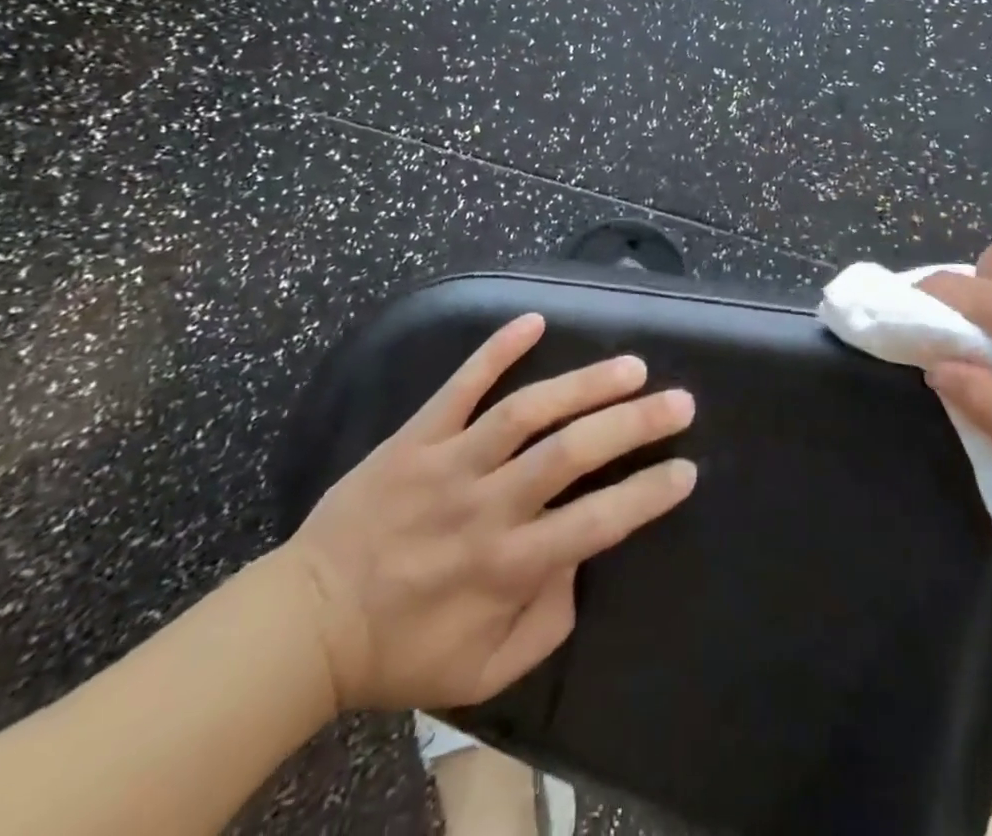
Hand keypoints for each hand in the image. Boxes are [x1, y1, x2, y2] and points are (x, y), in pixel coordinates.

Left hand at [280, 314, 696, 711]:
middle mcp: (486, 507)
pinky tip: (535, 320)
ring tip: (632, 366)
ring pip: (526, 411)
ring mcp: (449, 463)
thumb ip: (548, 625)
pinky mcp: (417, 436)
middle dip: (634, 424)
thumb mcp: (484, 671)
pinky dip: (496, 349)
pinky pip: (459, 385)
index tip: (686, 470)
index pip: (596, 523)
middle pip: (571, 453)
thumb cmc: (403, 648)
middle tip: (679, 402)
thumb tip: (583, 561)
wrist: (305, 622)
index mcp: (507, 566)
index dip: (647, 493)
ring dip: (584, 383)